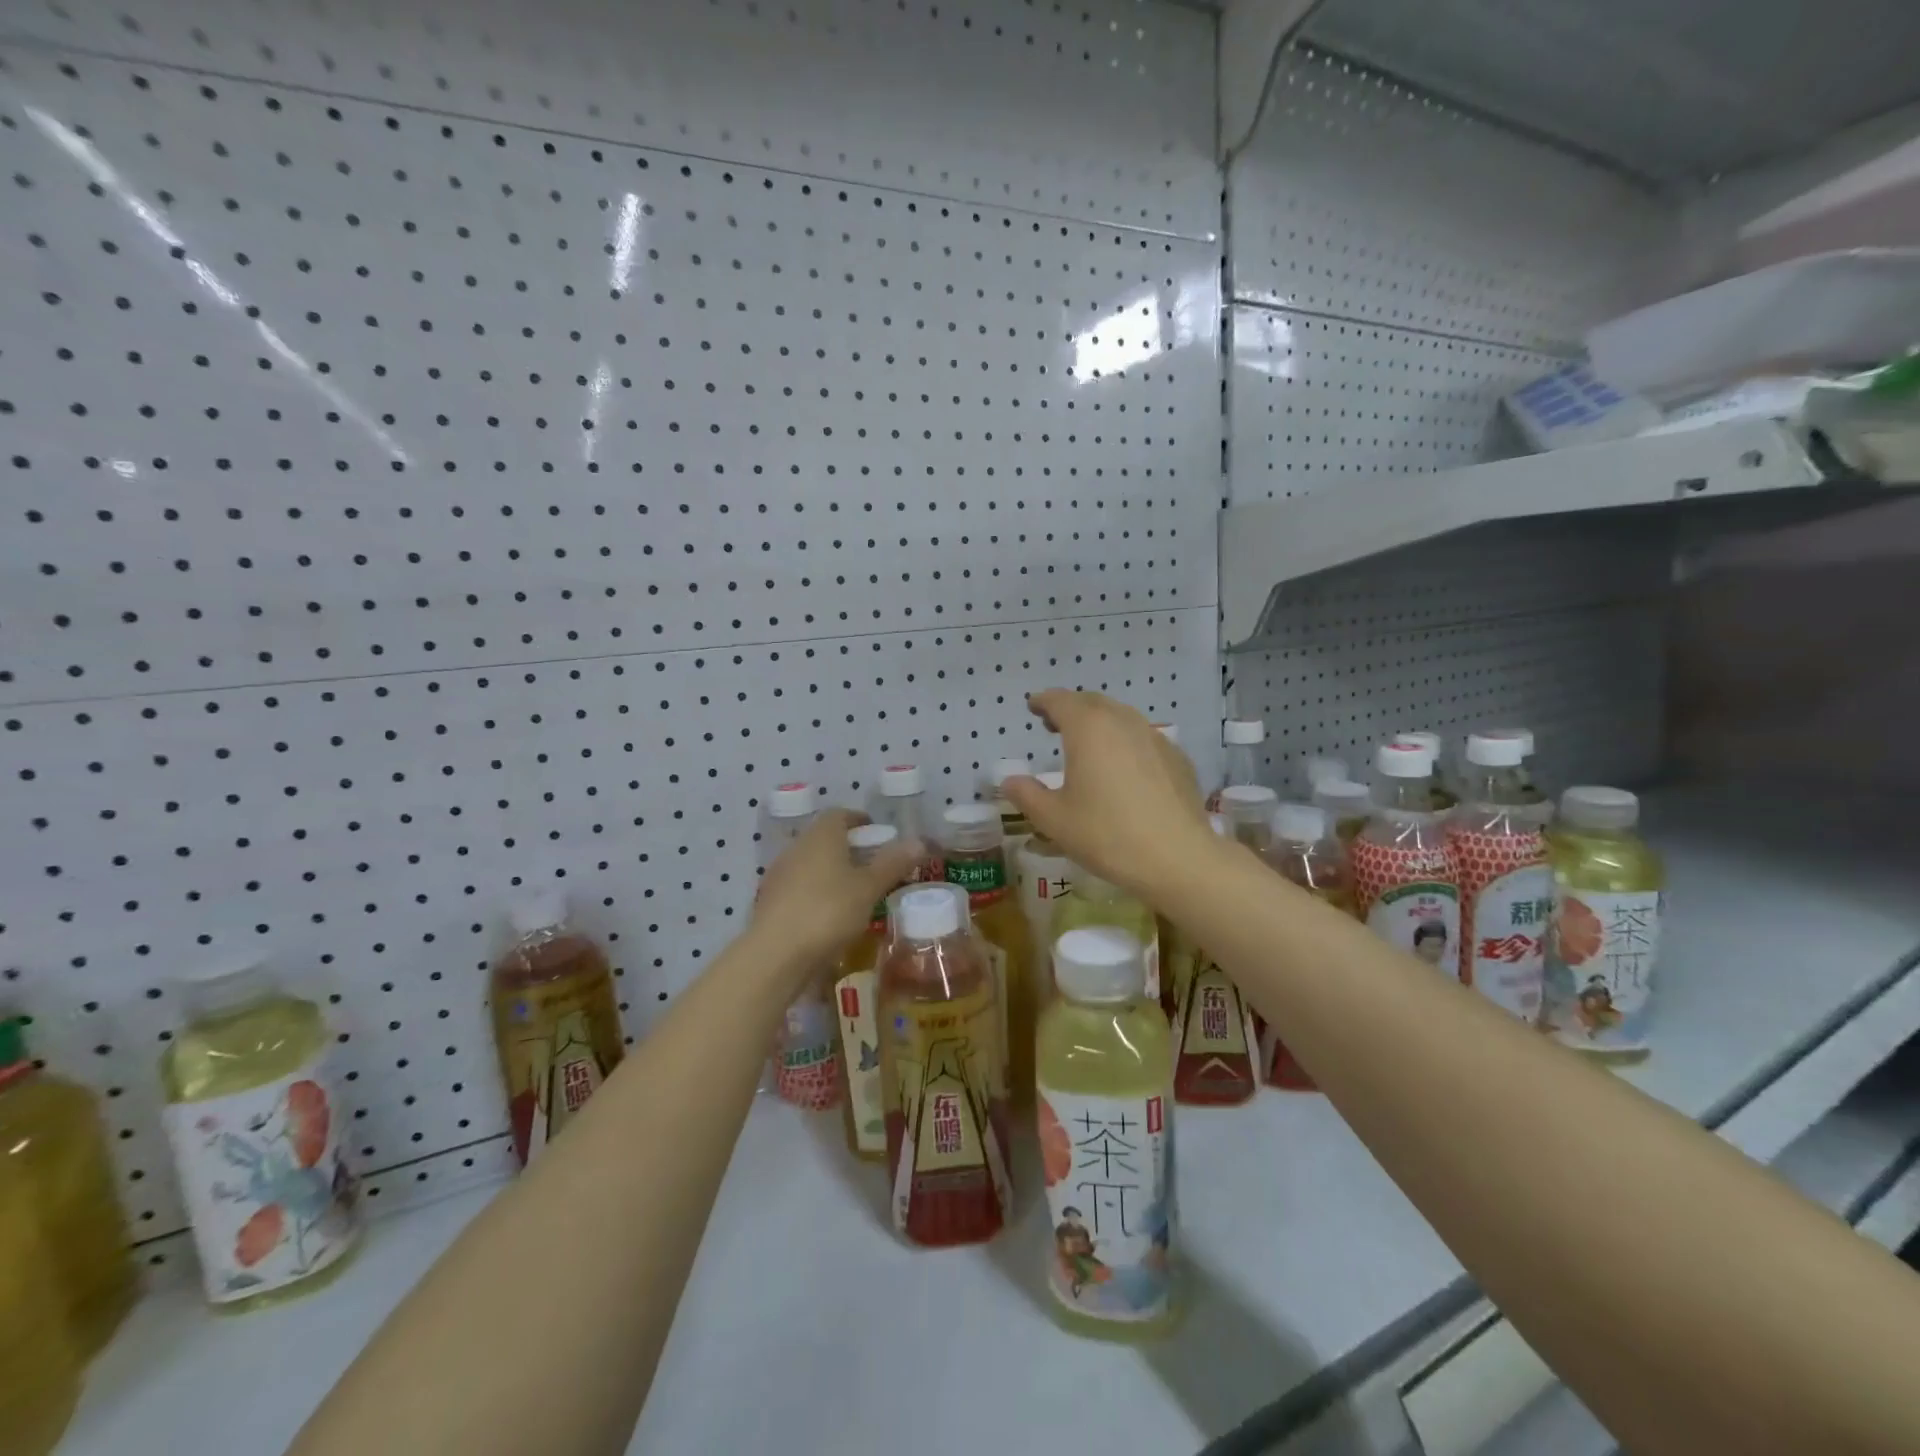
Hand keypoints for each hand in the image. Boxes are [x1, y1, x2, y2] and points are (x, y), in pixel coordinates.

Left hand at [749, 809, 921, 977]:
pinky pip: (799, 887)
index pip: (840, 815)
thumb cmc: (828, 911)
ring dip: (831, 871)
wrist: (775, 954)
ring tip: (855, 892)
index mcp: (821, 836)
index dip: (860, 821)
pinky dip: (816, 892)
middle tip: (873, 865)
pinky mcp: (770, 902)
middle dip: (848, 848)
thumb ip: (893, 864)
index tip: (878, 834)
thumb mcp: (869, 888)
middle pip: (824, 838)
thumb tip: (919, 841)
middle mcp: (797, 848)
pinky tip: (829, 915)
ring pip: (810, 863)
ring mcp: (779, 875)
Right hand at [1003, 691, 1220, 900]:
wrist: (1178, 858)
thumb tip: (1010, 781)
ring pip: (1121, 717)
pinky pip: (1143, 737)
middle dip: (1071, 708)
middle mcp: (1122, 722)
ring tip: (1087, 744)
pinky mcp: (1177, 758)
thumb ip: (1027, 795)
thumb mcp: (1054, 820)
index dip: (1043, 701)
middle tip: (1054, 724)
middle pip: (1092, 703)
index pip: (1060, 701)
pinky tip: (1123, 767)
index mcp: (1088, 729)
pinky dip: (1124, 741)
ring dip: (1099, 722)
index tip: (1033, 706)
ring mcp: (1154, 737)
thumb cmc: (1107, 835)